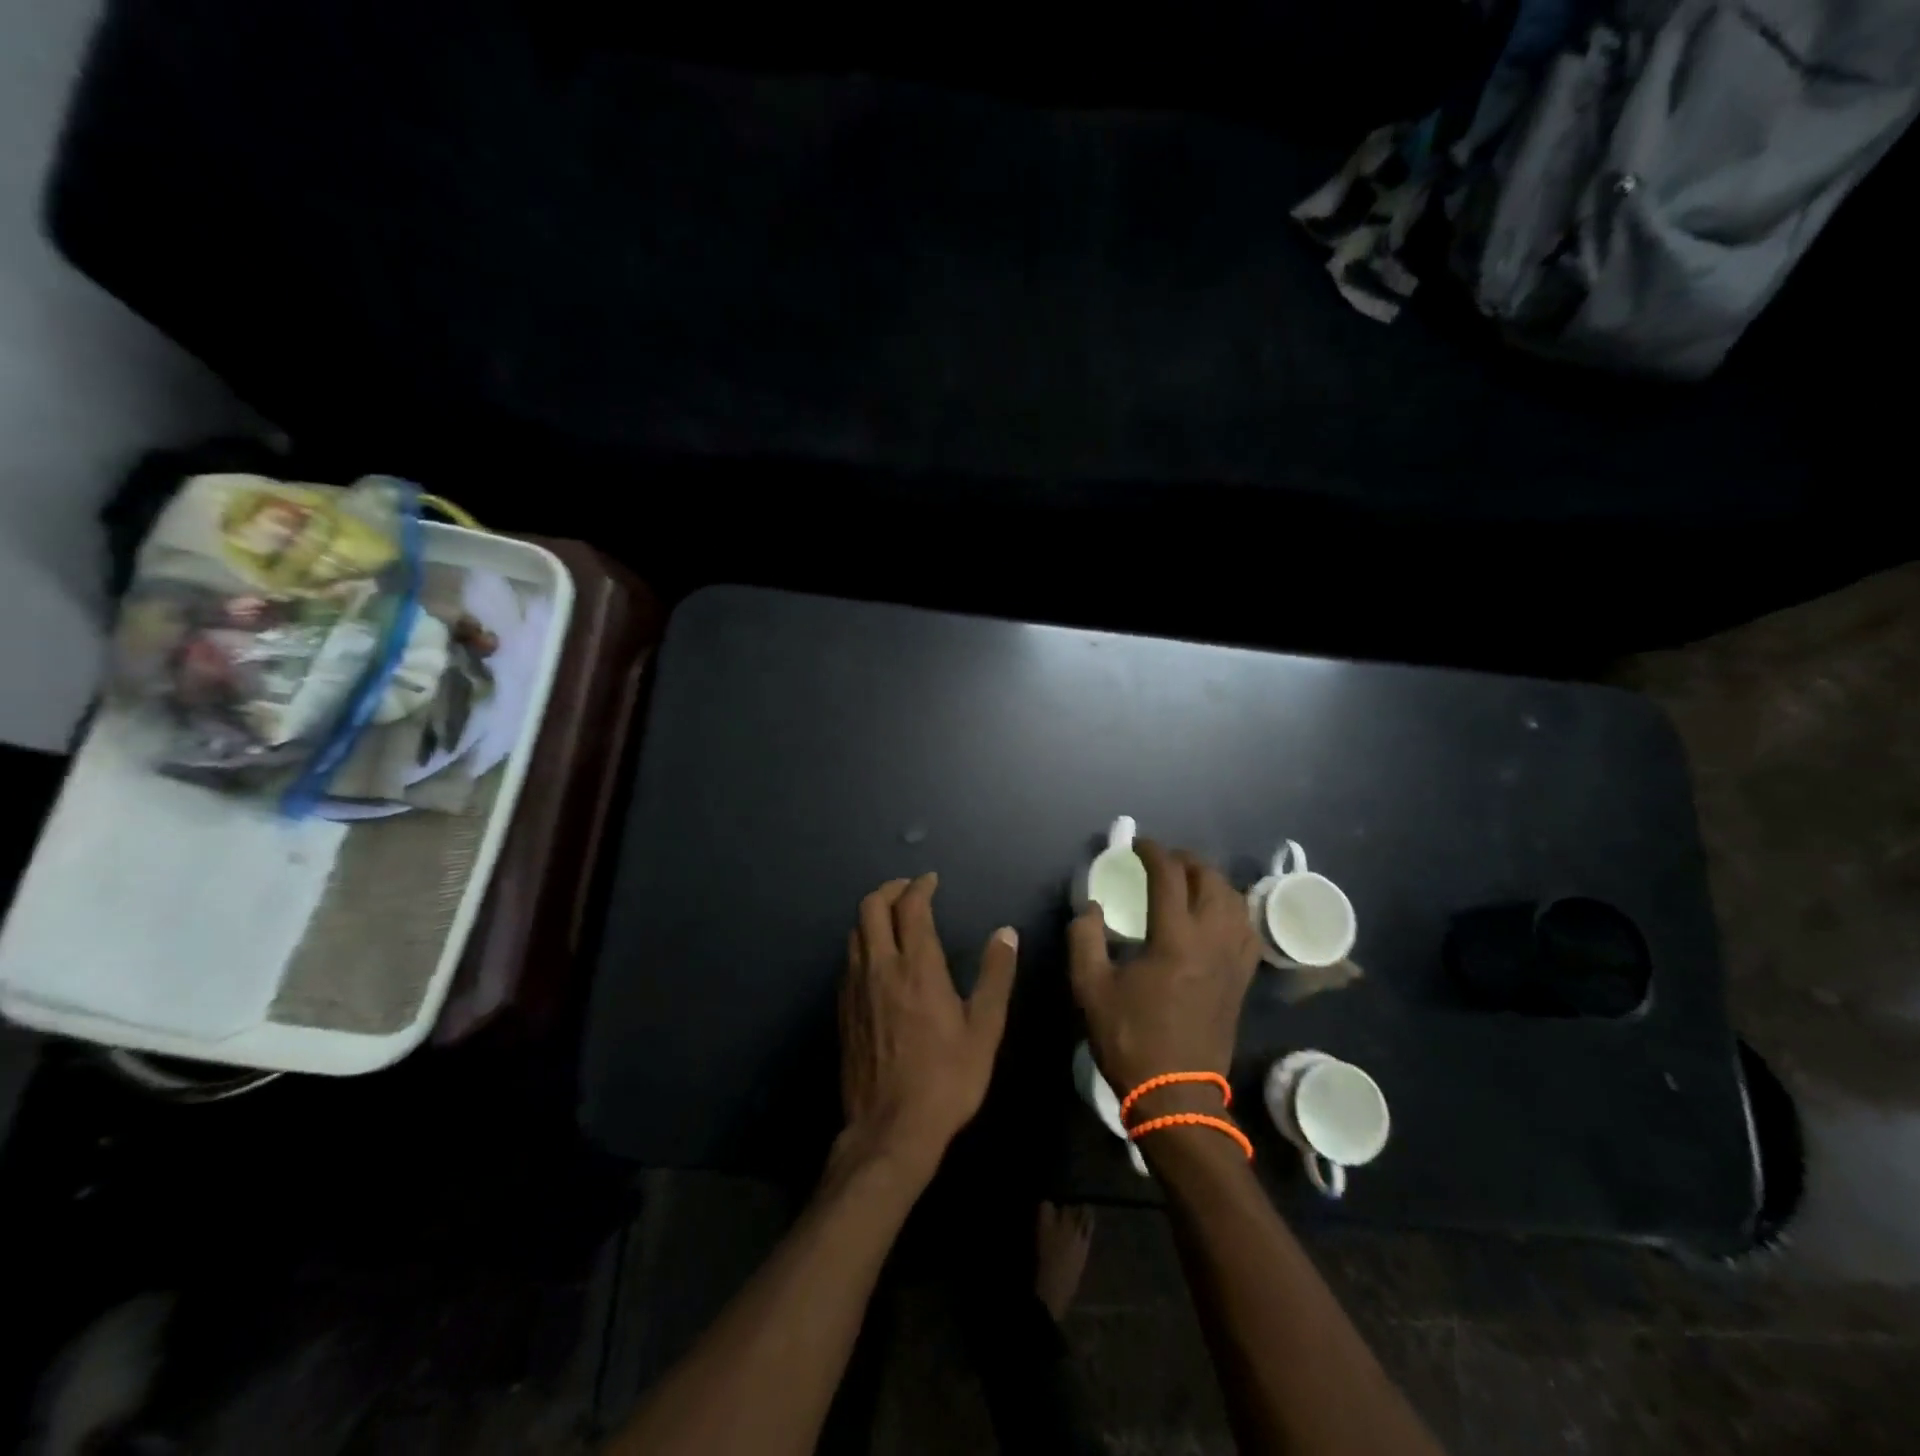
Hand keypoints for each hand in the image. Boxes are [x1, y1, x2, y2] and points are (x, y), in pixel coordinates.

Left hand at [838, 874, 1018, 1175]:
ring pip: (855, 932)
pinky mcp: (843, 1009)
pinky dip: (863, 943)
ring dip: (873, 915)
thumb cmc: (946, 1079)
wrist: (890, 1130)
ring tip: (894, 918)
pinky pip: (848, 959)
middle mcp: (879, 967)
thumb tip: (1006, 933)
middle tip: (909, 891)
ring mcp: (855, 988)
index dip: (920, 886)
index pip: (911, 907)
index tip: (931, 880)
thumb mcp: (984, 1029)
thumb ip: (995, 976)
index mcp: (916, 967)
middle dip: (890, 890)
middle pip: (871, 907)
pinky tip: (878, 960)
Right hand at [1069, 840, 1259, 1103]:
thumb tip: (1091, 907)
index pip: (1169, 876)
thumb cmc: (1130, 1038)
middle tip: (1163, 860)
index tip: (1137, 845)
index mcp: (1174, 938)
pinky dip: (1232, 908)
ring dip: (1211, 880)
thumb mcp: (1091, 988)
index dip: (1153, 852)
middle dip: (1186, 860)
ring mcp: (1233, 959)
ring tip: (1189, 880)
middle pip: (1210, 879)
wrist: (1176, 1094)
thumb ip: (1085, 938)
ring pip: (1234, 900)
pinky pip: (1247, 928)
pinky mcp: (1242, 978)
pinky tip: (1217, 913)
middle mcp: (1211, 940)